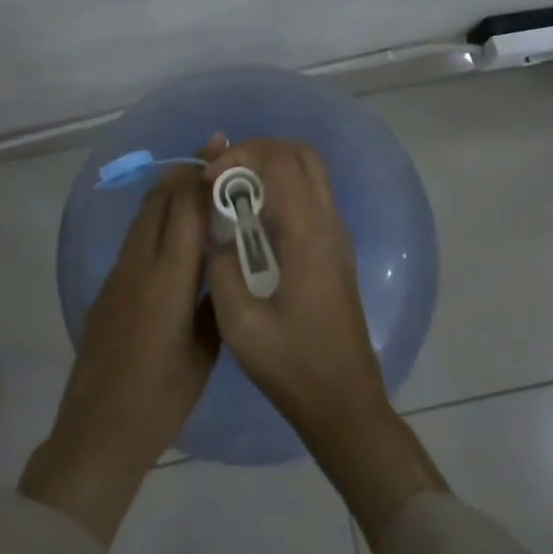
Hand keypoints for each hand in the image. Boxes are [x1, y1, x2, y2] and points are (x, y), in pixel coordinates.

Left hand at [19, 146, 222, 545]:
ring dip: (169, 193)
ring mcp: (117, 275)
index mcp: (167, 278)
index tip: (224, 150)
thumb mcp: (205, 351)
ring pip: (144, 216)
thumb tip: (225, 264)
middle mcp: (138, 264)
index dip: (204, 174)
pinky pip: (135, 239)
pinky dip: (157, 221)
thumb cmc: (161, 397)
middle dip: (185, 172)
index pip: (186, 208)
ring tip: (198, 185)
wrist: (98, 432)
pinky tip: (176, 235)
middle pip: (159, 200)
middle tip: (215, 156)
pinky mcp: (107, 289)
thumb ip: (215, 300)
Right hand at [201, 139, 385, 442]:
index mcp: (308, 236)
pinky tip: (252, 220)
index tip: (208, 181)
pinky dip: (281, 189)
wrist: (343, 402)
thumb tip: (218, 239)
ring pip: (310, 172)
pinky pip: (311, 197)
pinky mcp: (335, 250)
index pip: (279, 163)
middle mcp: (329, 224)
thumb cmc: (292, 366)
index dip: (240, 158)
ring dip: (271, 168)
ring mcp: (337, 235)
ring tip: (233, 192)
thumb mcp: (240, 325)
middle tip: (224, 174)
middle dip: (259, 151)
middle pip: (302, 154)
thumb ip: (221, 269)